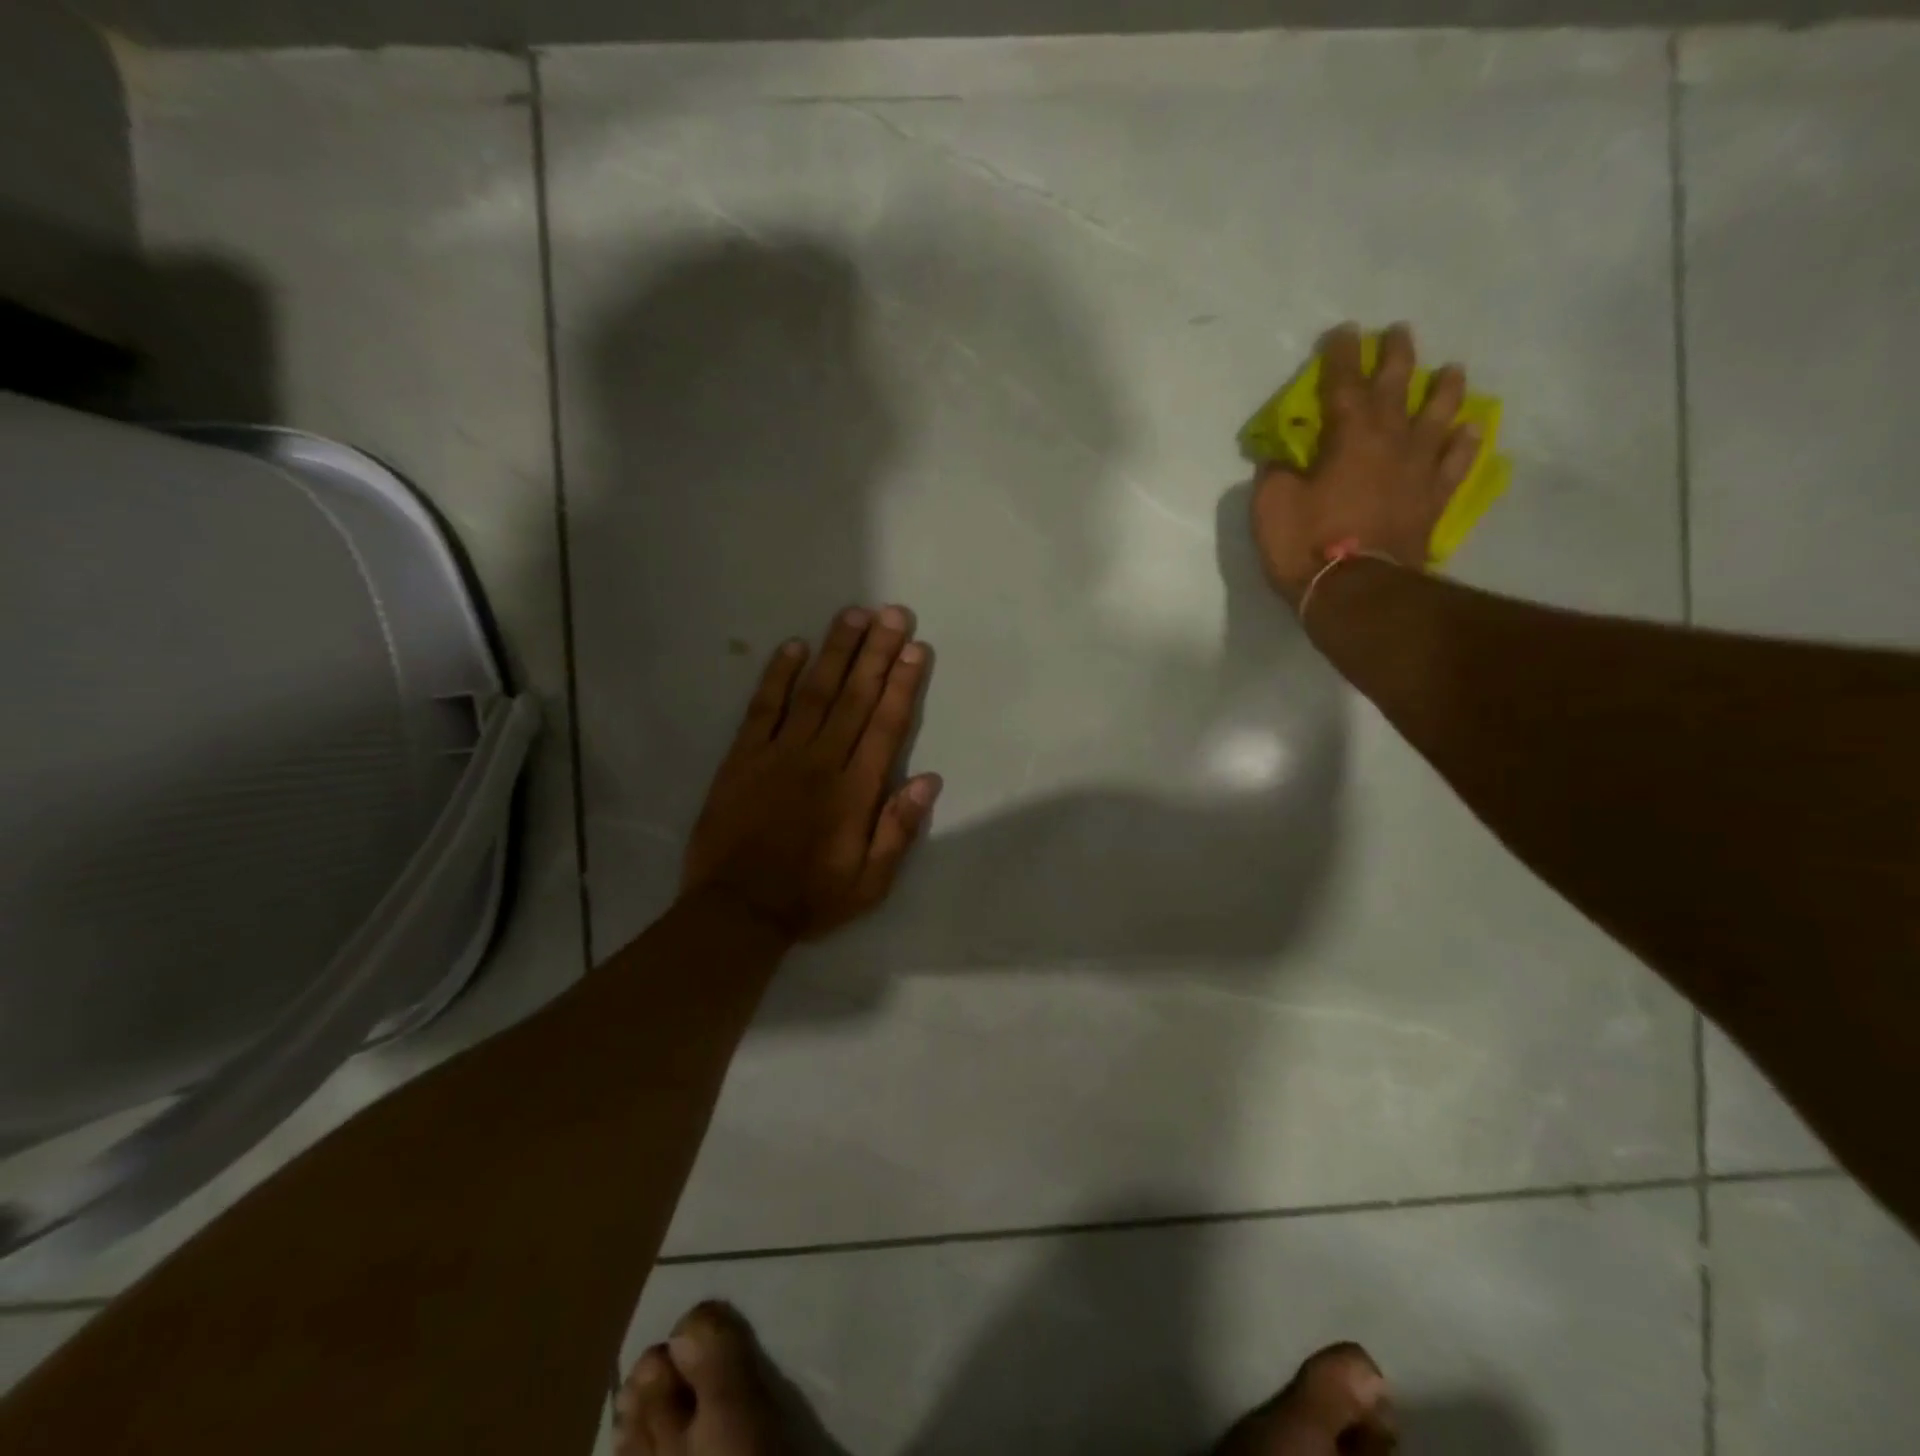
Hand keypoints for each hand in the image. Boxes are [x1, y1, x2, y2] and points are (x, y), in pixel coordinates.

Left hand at [681, 606, 941, 941]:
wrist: (736, 911)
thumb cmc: (810, 898)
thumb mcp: (870, 883)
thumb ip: (899, 830)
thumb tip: (929, 779)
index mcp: (855, 791)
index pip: (886, 725)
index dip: (903, 684)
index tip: (916, 649)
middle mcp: (820, 761)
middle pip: (854, 697)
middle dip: (877, 653)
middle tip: (894, 613)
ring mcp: (778, 754)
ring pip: (813, 692)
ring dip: (836, 651)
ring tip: (854, 615)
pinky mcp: (742, 757)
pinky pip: (762, 708)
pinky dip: (777, 675)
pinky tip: (793, 647)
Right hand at [1250, 322, 1480, 606]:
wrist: (1355, 592)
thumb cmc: (1307, 545)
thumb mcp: (1271, 506)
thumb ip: (1275, 473)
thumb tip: (1281, 458)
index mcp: (1349, 437)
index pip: (1344, 383)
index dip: (1341, 356)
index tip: (1342, 332)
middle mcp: (1392, 441)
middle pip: (1398, 387)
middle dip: (1396, 356)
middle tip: (1398, 332)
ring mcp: (1418, 471)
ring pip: (1439, 417)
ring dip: (1444, 390)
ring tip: (1451, 371)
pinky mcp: (1432, 501)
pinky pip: (1455, 465)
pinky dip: (1463, 445)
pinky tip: (1470, 430)